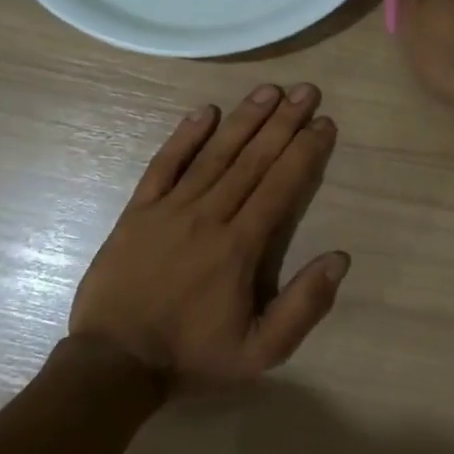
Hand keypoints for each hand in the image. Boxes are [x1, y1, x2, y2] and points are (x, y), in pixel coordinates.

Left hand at [69, 85, 347, 387]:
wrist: (114, 363)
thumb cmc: (192, 356)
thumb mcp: (260, 352)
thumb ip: (303, 306)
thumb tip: (339, 258)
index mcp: (240, 247)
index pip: (281, 187)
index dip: (305, 152)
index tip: (324, 123)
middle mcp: (209, 216)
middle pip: (253, 160)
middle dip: (283, 122)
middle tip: (306, 91)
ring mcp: (170, 209)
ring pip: (214, 154)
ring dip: (244, 119)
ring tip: (269, 90)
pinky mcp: (138, 210)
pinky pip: (164, 165)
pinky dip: (184, 137)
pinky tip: (205, 112)